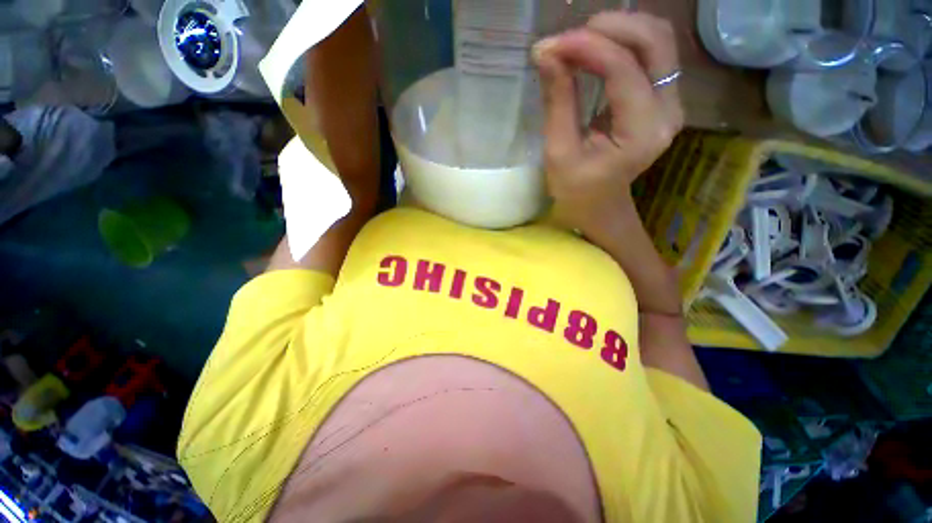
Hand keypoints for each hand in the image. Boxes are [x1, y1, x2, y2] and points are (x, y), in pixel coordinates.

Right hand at [532, 11, 683, 232]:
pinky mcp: (662, 99)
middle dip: (610, 28)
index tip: (550, 46)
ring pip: (658, 40)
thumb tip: (546, 52)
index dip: (586, 48)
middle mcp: (668, 111)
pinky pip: (652, 54)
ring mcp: (671, 103)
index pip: (623, 70)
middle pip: (655, 41)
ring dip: (619, 31)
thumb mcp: (559, 152)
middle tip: (568, 39)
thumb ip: (558, 101)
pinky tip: (596, 51)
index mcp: (641, 133)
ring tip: (579, 43)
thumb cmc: (576, 189)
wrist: (599, 205)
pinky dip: (623, 43)